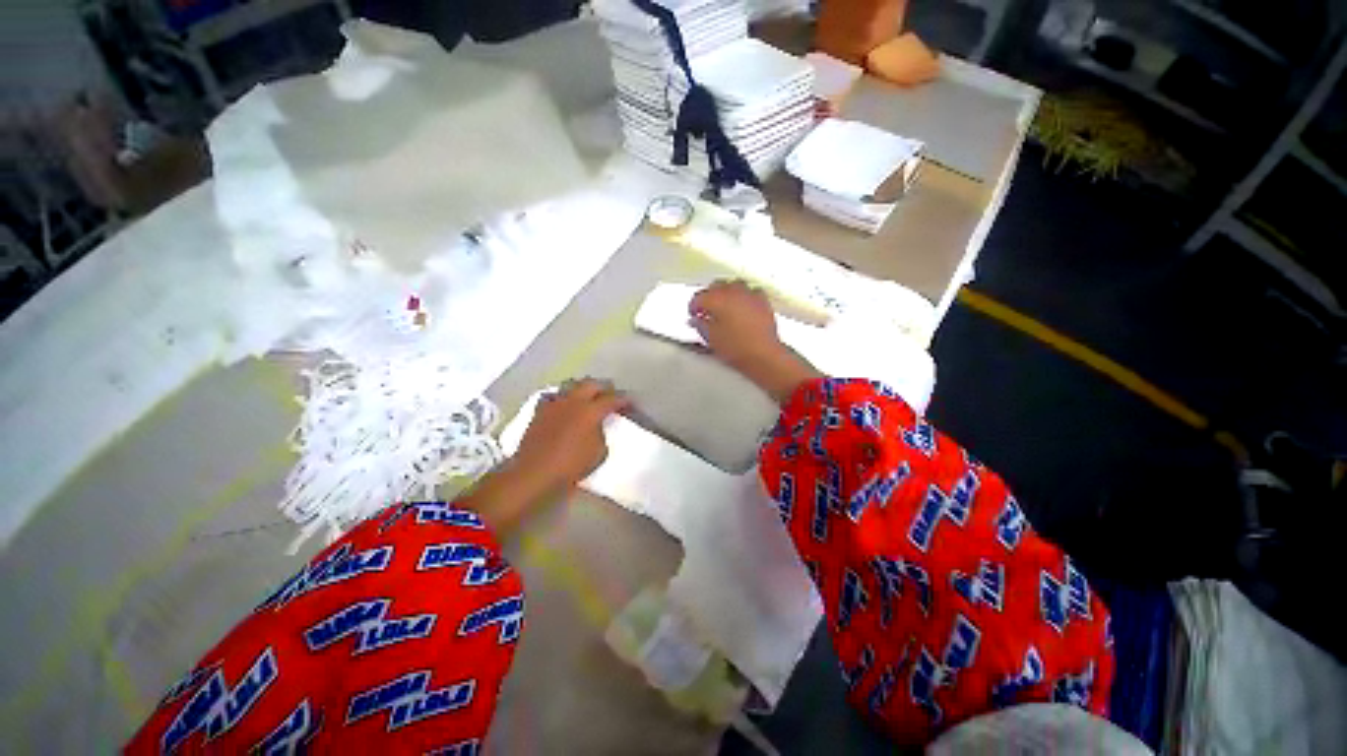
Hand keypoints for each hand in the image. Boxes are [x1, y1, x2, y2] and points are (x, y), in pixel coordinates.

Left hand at [513, 378, 628, 492]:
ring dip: (583, 389)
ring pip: (572, 385)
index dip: (624, 400)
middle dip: (604, 387)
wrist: (535, 473)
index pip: (613, 398)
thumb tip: (597, 427)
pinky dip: (562, 398)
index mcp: (591, 410)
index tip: (630, 403)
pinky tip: (564, 405)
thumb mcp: (599, 452)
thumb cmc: (571, 465)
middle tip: (611, 395)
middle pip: (592, 383)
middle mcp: (573, 401)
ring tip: (589, 396)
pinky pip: (554, 396)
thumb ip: (601, 433)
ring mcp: (555, 404)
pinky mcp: (540, 411)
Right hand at [690, 280, 821, 402]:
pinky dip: (743, 297)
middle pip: (716, 286)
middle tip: (706, 310)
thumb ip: (700, 325)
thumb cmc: (737, 348)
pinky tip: (742, 307)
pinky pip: (750, 292)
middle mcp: (733, 292)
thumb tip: (697, 321)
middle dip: (709, 296)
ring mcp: (749, 294)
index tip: (693, 314)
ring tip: (723, 307)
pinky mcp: (762, 301)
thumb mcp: (711, 338)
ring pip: (733, 285)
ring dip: (726, 293)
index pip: (699, 297)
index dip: (693, 306)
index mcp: (716, 299)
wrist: (762, 354)